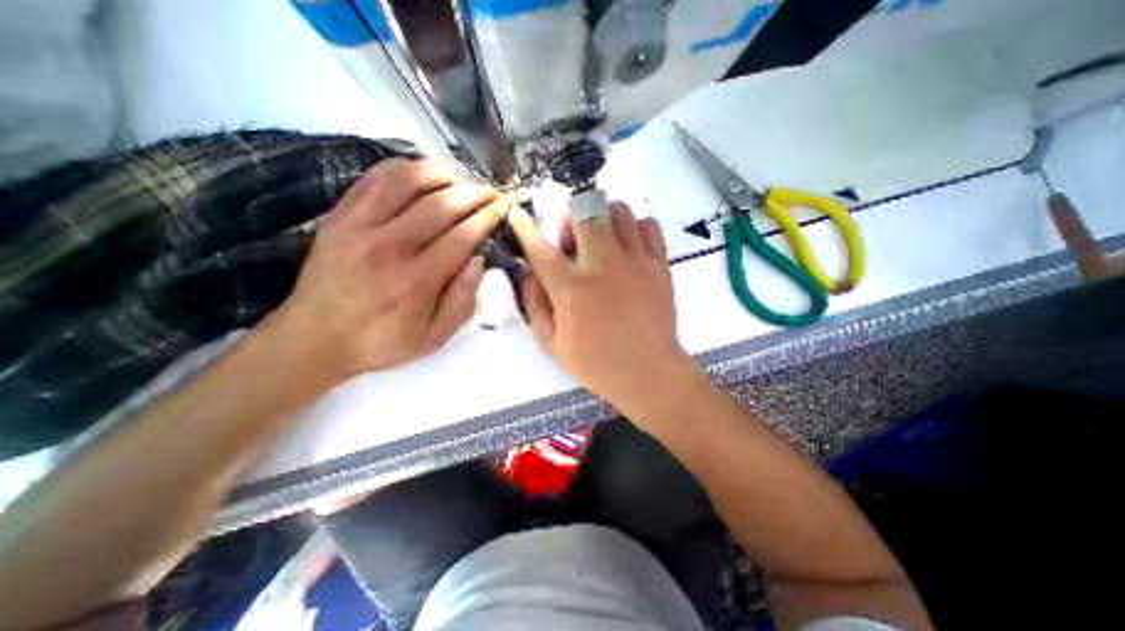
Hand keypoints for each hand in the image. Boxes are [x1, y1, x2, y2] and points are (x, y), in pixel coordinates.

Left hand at [276, 157, 509, 374]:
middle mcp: (389, 246)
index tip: (503, 206)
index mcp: (416, 280)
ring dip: (442, 173)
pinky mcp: (340, 215)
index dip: (487, 217)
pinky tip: (423, 173)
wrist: (315, 338)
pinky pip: (375, 178)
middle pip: (440, 204)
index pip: (462, 236)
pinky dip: (405, 168)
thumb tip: (478, 260)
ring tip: (462, 179)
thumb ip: (462, 300)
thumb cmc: (383, 341)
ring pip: (407, 180)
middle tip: (491, 191)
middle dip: (474, 193)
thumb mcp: (435, 336)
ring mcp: (359, 225)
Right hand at [510, 201, 699, 420]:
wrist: (648, 373)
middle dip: (571, 219)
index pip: (538, 247)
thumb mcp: (552, 343)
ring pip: (618, 210)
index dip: (523, 226)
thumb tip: (527, 273)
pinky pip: (648, 225)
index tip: (517, 213)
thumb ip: (534, 304)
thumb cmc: (596, 363)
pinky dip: (635, 228)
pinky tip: (630, 247)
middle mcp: (601, 264)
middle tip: (574, 241)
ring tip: (602, 240)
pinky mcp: (659, 264)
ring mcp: (635, 260)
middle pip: (583, 212)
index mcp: (570, 287)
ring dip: (603, 219)